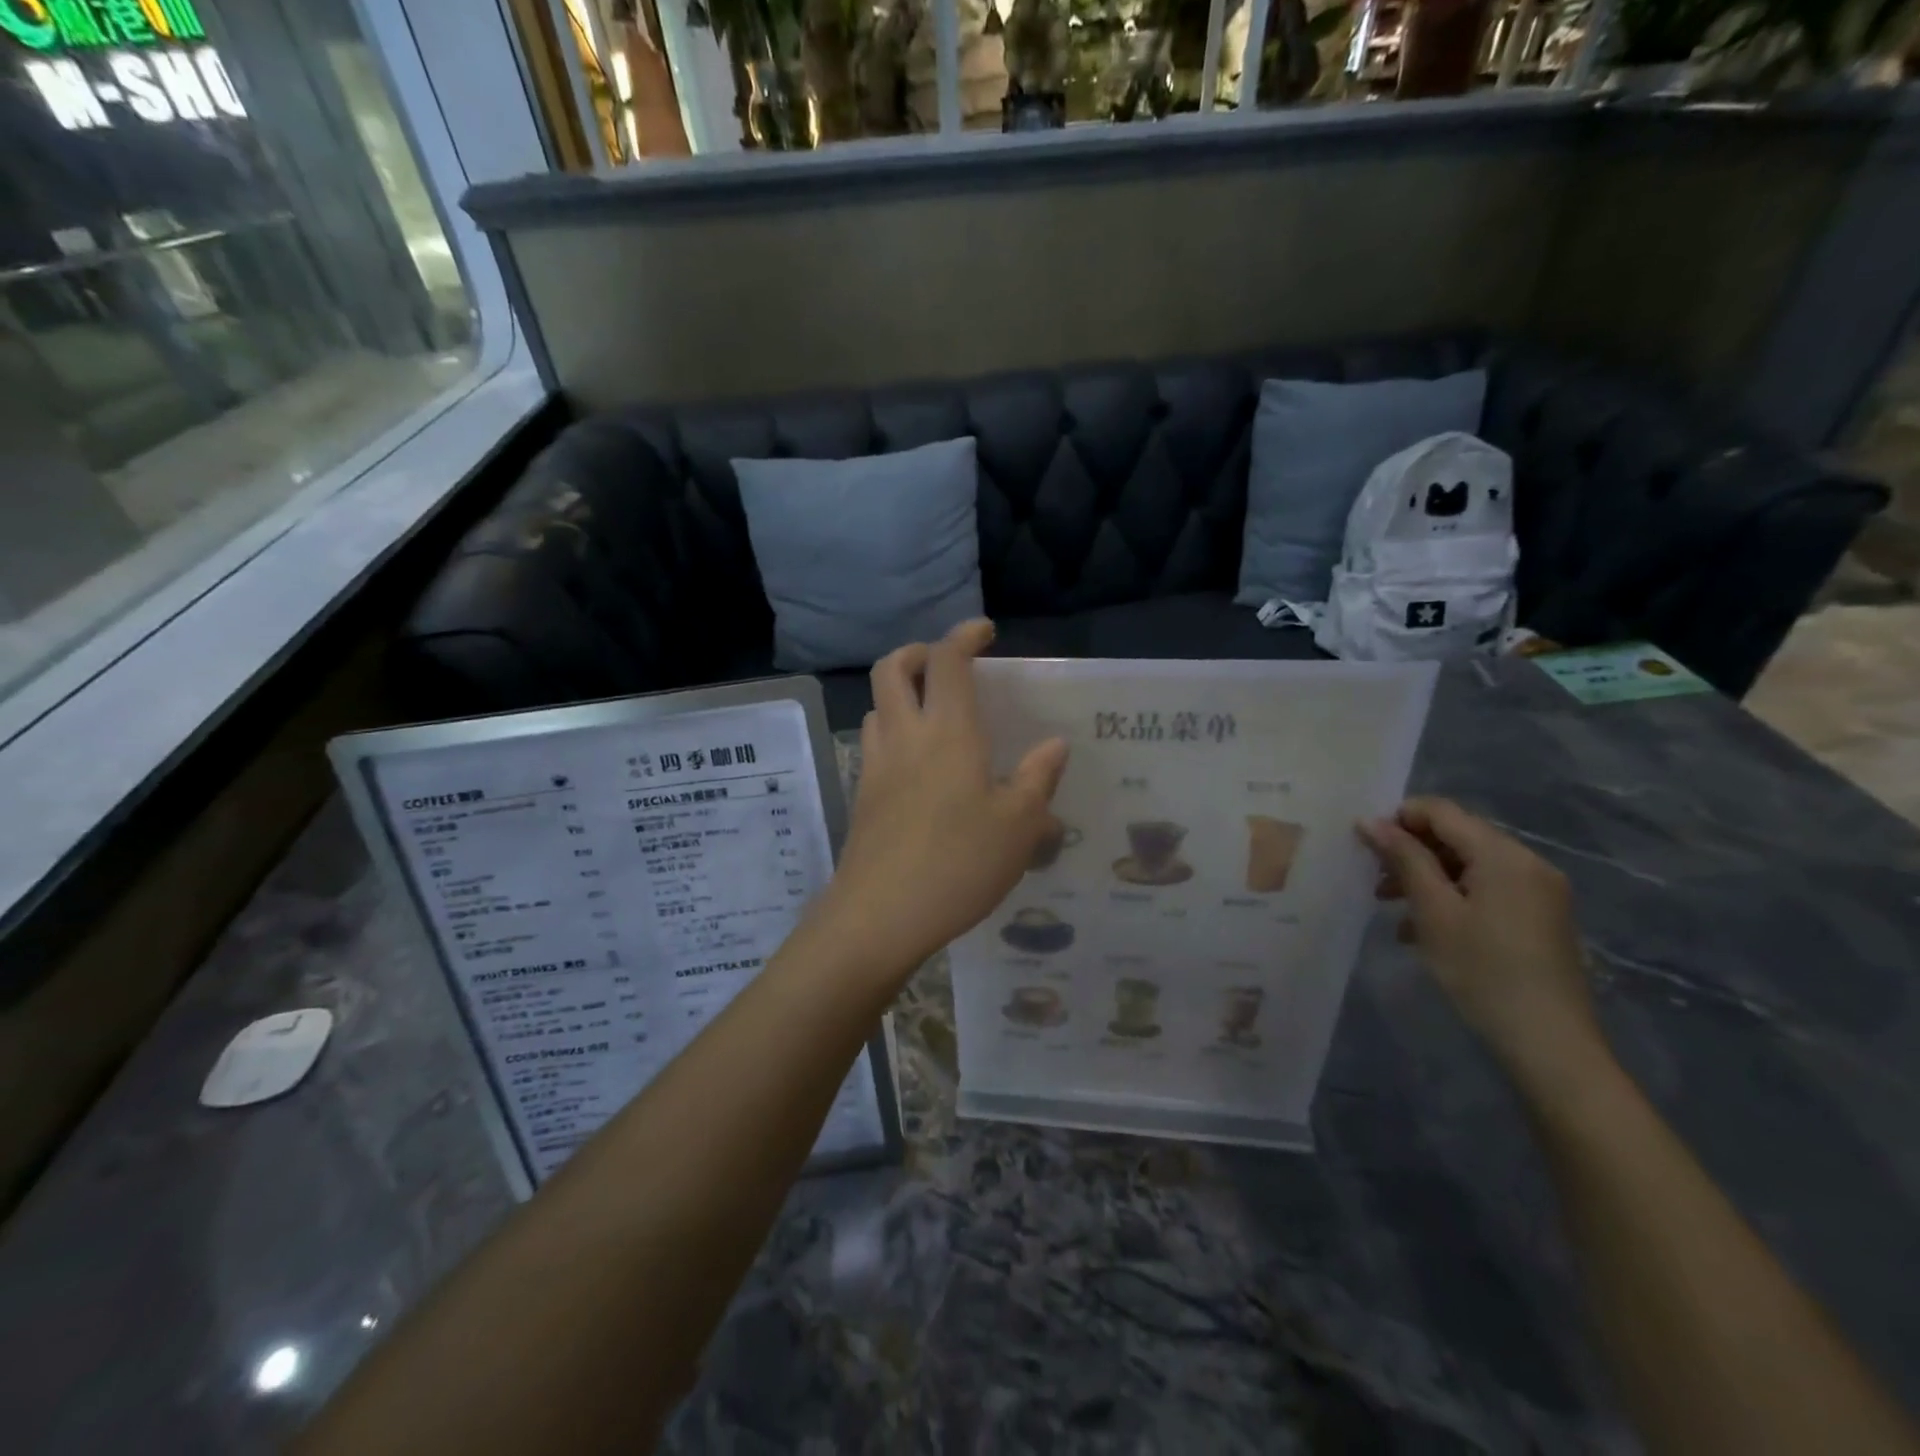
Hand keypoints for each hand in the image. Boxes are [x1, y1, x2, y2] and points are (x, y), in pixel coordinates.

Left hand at [814, 620, 1067, 984]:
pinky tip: (919, 768)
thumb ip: (1038, 779)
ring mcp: (876, 766)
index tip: (985, 631)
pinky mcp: (861, 797)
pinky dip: (894, 733)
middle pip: (892, 668)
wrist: (880, 916)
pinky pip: (874, 745)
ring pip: (877, 706)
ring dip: (901, 694)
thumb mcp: (1019, 826)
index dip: (964, 635)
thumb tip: (1055, 744)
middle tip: (946, 665)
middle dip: (917, 652)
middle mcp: (905, 736)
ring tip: (933, 715)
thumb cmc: (959, 864)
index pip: (947, 660)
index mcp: (948, 732)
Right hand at [1358, 797, 1610, 1099]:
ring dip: (1427, 878)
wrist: (1549, 1042)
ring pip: (1469, 865)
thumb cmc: (1482, 970)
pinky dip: (1453, 898)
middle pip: (1457, 837)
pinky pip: (1487, 890)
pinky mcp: (1540, 917)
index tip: (1364, 846)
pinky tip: (1424, 930)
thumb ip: (1403, 859)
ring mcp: (1539, 891)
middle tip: (1373, 880)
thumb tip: (1369, 821)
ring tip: (1391, 907)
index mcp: (1504, 854)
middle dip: (1411, 852)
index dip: (1398, 819)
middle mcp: (1528, 863)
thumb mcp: (1433, 911)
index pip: (1441, 811)